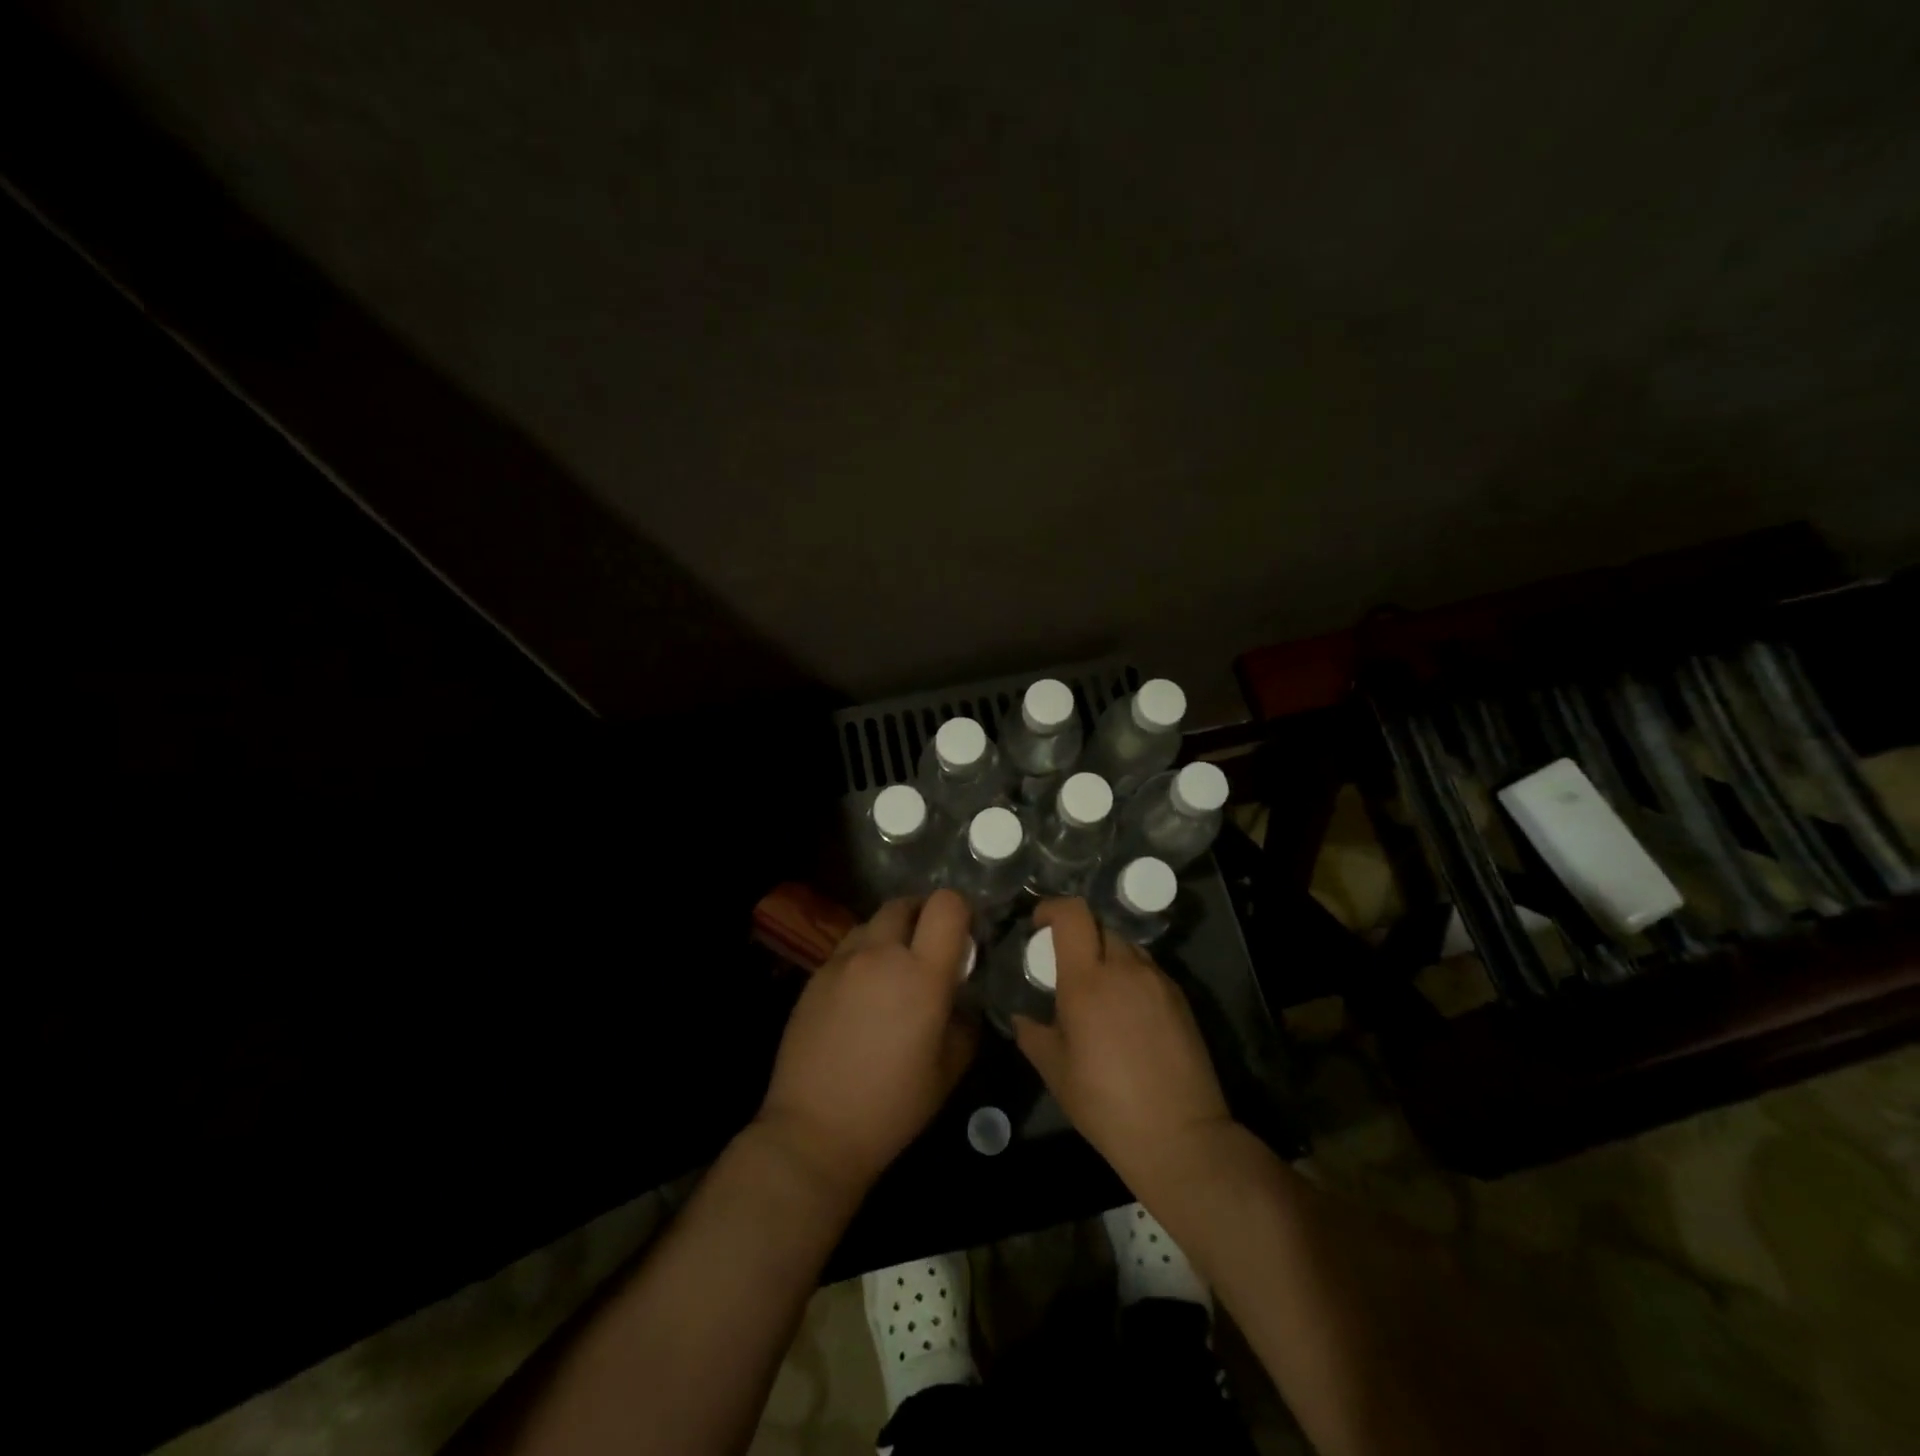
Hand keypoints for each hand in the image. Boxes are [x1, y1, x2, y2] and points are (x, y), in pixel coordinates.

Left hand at [757, 889, 977, 1196]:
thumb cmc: (892, 1106)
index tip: (964, 936)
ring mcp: (842, 961)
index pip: (947, 904)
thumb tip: (963, 994)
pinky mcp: (815, 976)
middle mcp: (880, 954)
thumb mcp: (950, 1068)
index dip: (961, 911)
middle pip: (905, 903)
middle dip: (923, 916)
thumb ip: (965, 1019)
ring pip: (872, 923)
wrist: (814, 1131)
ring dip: (890, 935)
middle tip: (929, 949)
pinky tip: (862, 994)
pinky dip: (863, 956)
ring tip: (893, 970)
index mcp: (922, 974)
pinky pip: (847, 948)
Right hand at [1013, 898, 1232, 1190]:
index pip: (1073, 914)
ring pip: (1126, 946)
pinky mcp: (1180, 997)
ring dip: (1106, 955)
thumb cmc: (1106, 1104)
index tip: (1038, 925)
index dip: (1052, 908)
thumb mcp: (1056, 1071)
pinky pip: (1147, 969)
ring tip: (1098, 992)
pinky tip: (1126, 1013)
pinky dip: (1130, 976)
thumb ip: (1032, 1034)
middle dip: (1078, 936)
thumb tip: (1022, 1017)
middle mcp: (1125, 968)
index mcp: (1087, 980)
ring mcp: (1157, 980)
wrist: (1180, 1135)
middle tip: (1066, 968)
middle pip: (1099, 926)